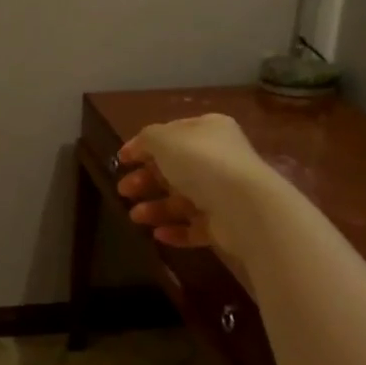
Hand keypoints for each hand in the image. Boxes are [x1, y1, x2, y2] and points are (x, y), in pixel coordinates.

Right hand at [115, 114, 279, 255]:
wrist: (244, 206)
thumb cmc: (201, 163)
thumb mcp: (164, 139)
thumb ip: (146, 140)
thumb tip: (135, 148)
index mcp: (208, 130)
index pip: (172, 134)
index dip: (144, 146)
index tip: (121, 160)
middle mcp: (218, 158)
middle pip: (174, 169)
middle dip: (145, 180)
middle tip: (123, 190)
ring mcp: (223, 192)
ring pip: (181, 200)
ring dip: (155, 208)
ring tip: (134, 217)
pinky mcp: (225, 223)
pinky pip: (194, 226)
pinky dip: (175, 230)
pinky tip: (157, 234)